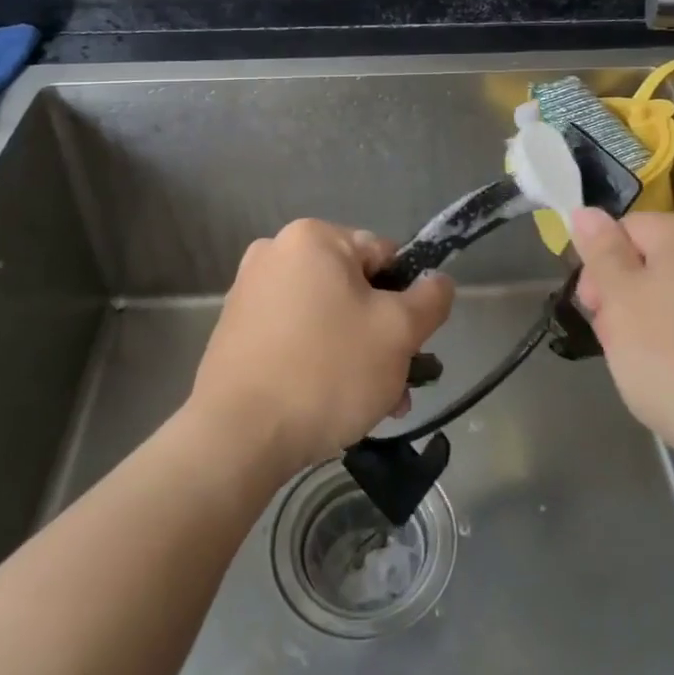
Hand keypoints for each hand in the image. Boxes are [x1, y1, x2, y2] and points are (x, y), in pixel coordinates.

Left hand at [188, 219, 454, 478]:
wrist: (238, 437)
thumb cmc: (327, 371)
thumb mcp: (398, 332)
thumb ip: (430, 299)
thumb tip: (438, 281)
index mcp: (313, 237)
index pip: (384, 256)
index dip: (406, 300)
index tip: (410, 345)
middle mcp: (275, 253)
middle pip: (354, 289)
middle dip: (381, 337)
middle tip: (396, 387)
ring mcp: (249, 292)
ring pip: (326, 318)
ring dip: (355, 355)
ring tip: (371, 406)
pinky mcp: (235, 331)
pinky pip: (294, 336)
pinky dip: (318, 362)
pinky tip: (330, 405)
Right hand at [572, 208, 673, 489]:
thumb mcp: (620, 300)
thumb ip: (601, 251)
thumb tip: (586, 212)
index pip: (626, 229)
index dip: (600, 267)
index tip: (594, 311)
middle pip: (652, 262)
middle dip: (624, 298)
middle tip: (616, 342)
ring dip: (650, 324)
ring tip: (645, 368)